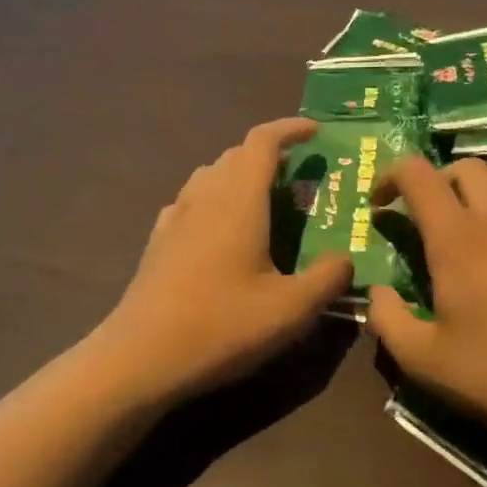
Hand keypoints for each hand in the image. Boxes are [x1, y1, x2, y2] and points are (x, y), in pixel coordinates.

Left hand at [90, 118, 353, 402]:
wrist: (141, 357)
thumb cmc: (222, 326)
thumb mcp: (291, 309)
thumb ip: (328, 278)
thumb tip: (346, 259)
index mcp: (238, 200)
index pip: (262, 141)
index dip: (290, 128)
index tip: (315, 131)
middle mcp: (204, 196)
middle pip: (236, 155)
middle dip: (269, 155)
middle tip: (298, 176)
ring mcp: (175, 217)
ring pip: (210, 175)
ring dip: (239, 176)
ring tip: (264, 202)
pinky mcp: (158, 241)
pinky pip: (191, 202)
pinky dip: (214, 200)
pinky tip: (221, 232)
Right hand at [366, 156, 486, 454]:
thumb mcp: (422, 360)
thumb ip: (386, 319)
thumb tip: (375, 292)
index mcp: (456, 238)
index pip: (417, 175)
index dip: (391, 177)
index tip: (381, 204)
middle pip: (465, 167)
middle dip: (437, 181)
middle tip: (430, 215)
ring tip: (481, 211)